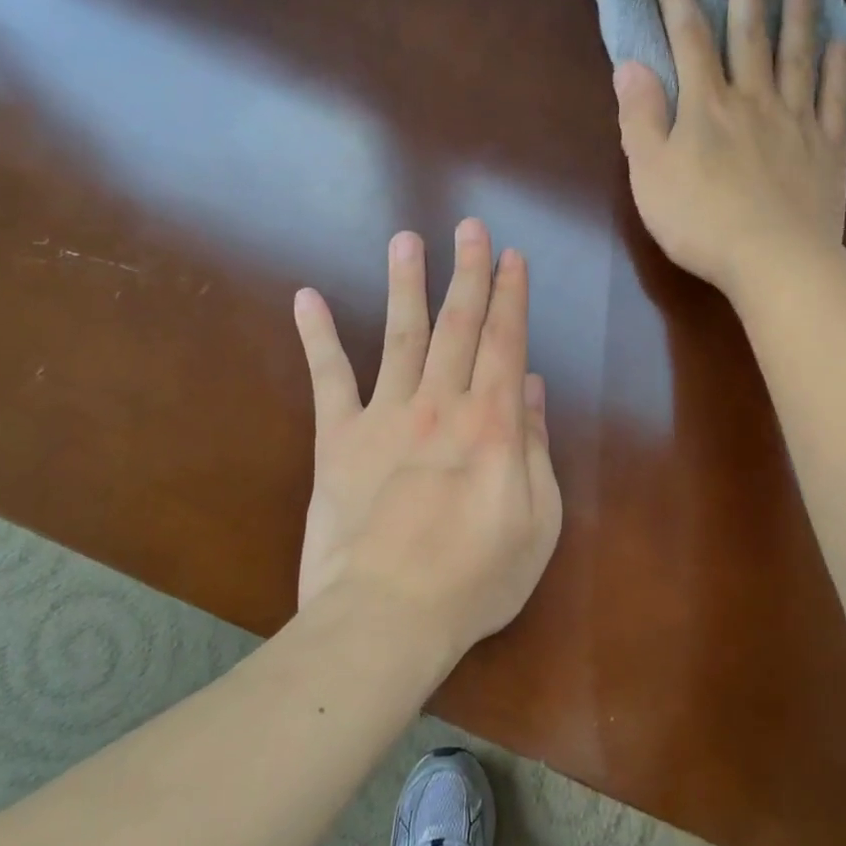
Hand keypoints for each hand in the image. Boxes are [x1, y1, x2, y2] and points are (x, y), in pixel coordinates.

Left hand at [291, 219, 561, 659]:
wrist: (387, 618)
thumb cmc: (476, 579)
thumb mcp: (538, 521)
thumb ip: (537, 449)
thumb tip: (535, 389)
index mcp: (494, 424)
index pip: (506, 343)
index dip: (511, 296)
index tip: (512, 257)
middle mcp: (442, 405)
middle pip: (458, 326)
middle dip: (468, 273)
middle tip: (470, 227)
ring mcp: (386, 417)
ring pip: (401, 336)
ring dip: (406, 285)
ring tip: (407, 240)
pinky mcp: (339, 441)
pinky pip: (328, 379)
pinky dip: (318, 337)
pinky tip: (307, 297)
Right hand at [614, 0, 845, 296]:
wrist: (773, 260)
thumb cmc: (701, 222)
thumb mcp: (650, 174)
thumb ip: (639, 118)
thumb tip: (630, 65)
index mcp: (705, 106)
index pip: (688, 39)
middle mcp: (753, 100)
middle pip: (750, 35)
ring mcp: (795, 121)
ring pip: (797, 57)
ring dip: (799, 16)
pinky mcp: (827, 149)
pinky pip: (835, 100)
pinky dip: (839, 69)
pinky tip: (842, 46)